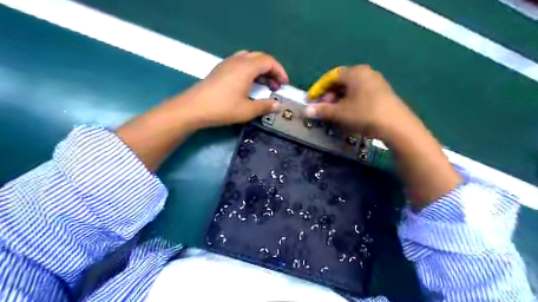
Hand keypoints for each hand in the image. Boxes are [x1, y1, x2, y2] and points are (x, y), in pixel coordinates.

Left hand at [168, 50, 289, 129]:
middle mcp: (237, 60)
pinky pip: (240, 63)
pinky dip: (250, 70)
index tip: (285, 84)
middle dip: (271, 70)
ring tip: (265, 84)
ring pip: (249, 59)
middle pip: (260, 58)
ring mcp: (227, 63)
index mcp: (246, 67)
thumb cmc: (223, 108)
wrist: (194, 108)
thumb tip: (278, 105)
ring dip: (260, 69)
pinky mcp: (220, 69)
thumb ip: (265, 106)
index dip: (280, 71)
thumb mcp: (247, 110)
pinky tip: (249, 84)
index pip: (269, 61)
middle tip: (276, 85)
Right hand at [304, 65, 459, 208]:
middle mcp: (365, 72)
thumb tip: (306, 111)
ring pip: (351, 88)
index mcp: (354, 72)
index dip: (318, 89)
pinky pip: (360, 92)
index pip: (330, 77)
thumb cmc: (365, 114)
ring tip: (335, 112)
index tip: (311, 100)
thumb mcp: (340, 113)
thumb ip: (322, 110)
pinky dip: (350, 101)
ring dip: (339, 99)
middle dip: (329, 95)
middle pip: (341, 82)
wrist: (397, 125)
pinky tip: (349, 112)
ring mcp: (375, 81)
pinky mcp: (382, 91)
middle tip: (323, 108)